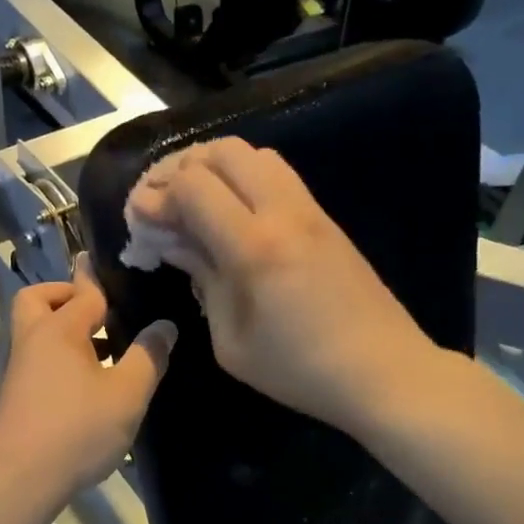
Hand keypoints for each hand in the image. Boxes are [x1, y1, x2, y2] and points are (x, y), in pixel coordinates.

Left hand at [0, 260, 175, 508]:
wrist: (18, 479)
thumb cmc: (77, 429)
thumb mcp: (127, 393)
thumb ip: (148, 356)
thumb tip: (164, 326)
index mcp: (59, 329)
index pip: (84, 291)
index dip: (102, 279)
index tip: (116, 264)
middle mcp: (34, 340)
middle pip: (38, 300)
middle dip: (66, 296)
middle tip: (99, 311)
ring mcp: (21, 369)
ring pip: (39, 332)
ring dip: (66, 330)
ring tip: (106, 348)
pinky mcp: (18, 396)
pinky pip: (40, 359)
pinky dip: (61, 357)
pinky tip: (90, 383)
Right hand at [127, 137, 439, 435]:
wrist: (384, 371)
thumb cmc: (299, 370)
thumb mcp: (231, 341)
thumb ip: (203, 281)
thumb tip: (175, 243)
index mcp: (254, 247)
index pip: (193, 186)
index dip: (156, 195)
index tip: (139, 219)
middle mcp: (283, 213)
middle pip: (223, 152)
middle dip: (181, 168)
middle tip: (162, 202)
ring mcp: (310, 210)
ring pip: (255, 154)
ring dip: (215, 167)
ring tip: (194, 202)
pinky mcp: (326, 218)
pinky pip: (278, 175)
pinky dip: (244, 178)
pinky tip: (231, 213)